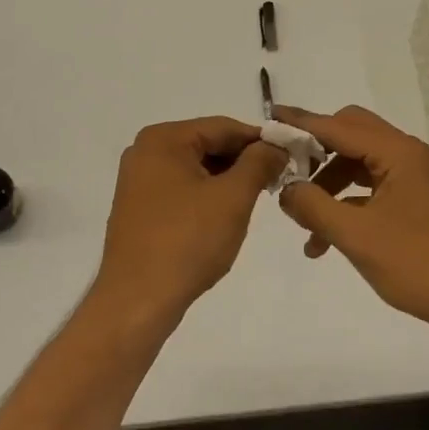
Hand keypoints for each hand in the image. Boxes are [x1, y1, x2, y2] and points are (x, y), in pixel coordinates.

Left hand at [94, 117, 286, 327]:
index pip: (224, 127)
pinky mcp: (139, 209)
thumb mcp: (233, 198)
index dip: (261, 140)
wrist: (137, 302)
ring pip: (197, 169)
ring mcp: (139, 181)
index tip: (291, 156)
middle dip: (243, 162)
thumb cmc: (187, 242)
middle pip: (208, 145)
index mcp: (163, 139)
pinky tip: (225, 217)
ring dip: (227, 181)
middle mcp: (146, 152)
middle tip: (276, 181)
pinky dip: (207, 197)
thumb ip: (259, 163)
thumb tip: (276, 146)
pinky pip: (182, 189)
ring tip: (254, 201)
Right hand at [272, 104, 428, 331]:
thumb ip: (314, 206)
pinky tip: (325, 238)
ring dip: (329, 184)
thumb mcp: (356, 236)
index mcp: (399, 153)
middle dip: (316, 151)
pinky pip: (372, 186)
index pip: (340, 127)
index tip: (271, 118)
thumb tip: (284, 190)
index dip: (303, 123)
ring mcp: (414, 176)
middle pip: (351, 135)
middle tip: (286, 168)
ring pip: (360, 163)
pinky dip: (347, 202)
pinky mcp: (415, 198)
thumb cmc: (416, 264)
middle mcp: (408, 155)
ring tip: (303, 218)